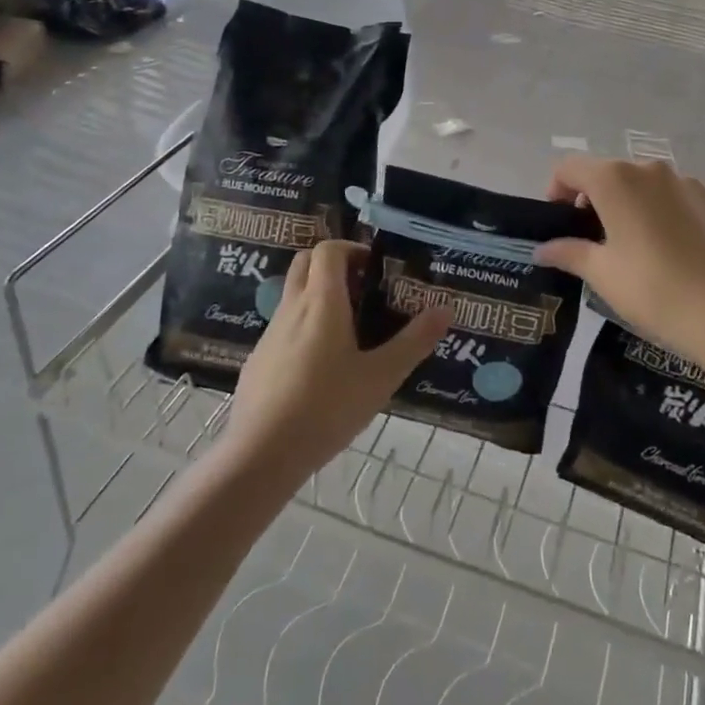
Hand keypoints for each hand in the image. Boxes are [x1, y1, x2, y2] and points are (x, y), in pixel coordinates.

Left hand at [223, 241, 448, 482]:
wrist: (260, 455)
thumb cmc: (327, 408)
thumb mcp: (381, 377)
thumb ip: (414, 341)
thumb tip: (446, 309)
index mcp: (322, 302)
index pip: (328, 250)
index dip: (352, 249)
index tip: (375, 268)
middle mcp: (292, 308)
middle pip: (305, 262)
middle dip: (333, 265)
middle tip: (362, 290)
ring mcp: (270, 334)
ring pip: (293, 296)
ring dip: (318, 297)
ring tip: (349, 332)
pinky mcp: (258, 361)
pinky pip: (283, 329)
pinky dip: (303, 329)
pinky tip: (320, 369)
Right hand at [533, 157, 704, 371]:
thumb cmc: (650, 288)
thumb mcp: (601, 273)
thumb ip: (568, 252)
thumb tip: (541, 250)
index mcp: (615, 180)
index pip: (571, 167)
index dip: (557, 189)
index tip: (560, 220)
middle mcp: (651, 169)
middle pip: (611, 173)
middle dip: (597, 198)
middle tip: (596, 238)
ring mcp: (690, 183)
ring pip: (650, 185)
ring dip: (636, 204)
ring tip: (640, 245)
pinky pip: (683, 200)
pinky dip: (671, 215)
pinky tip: (677, 250)